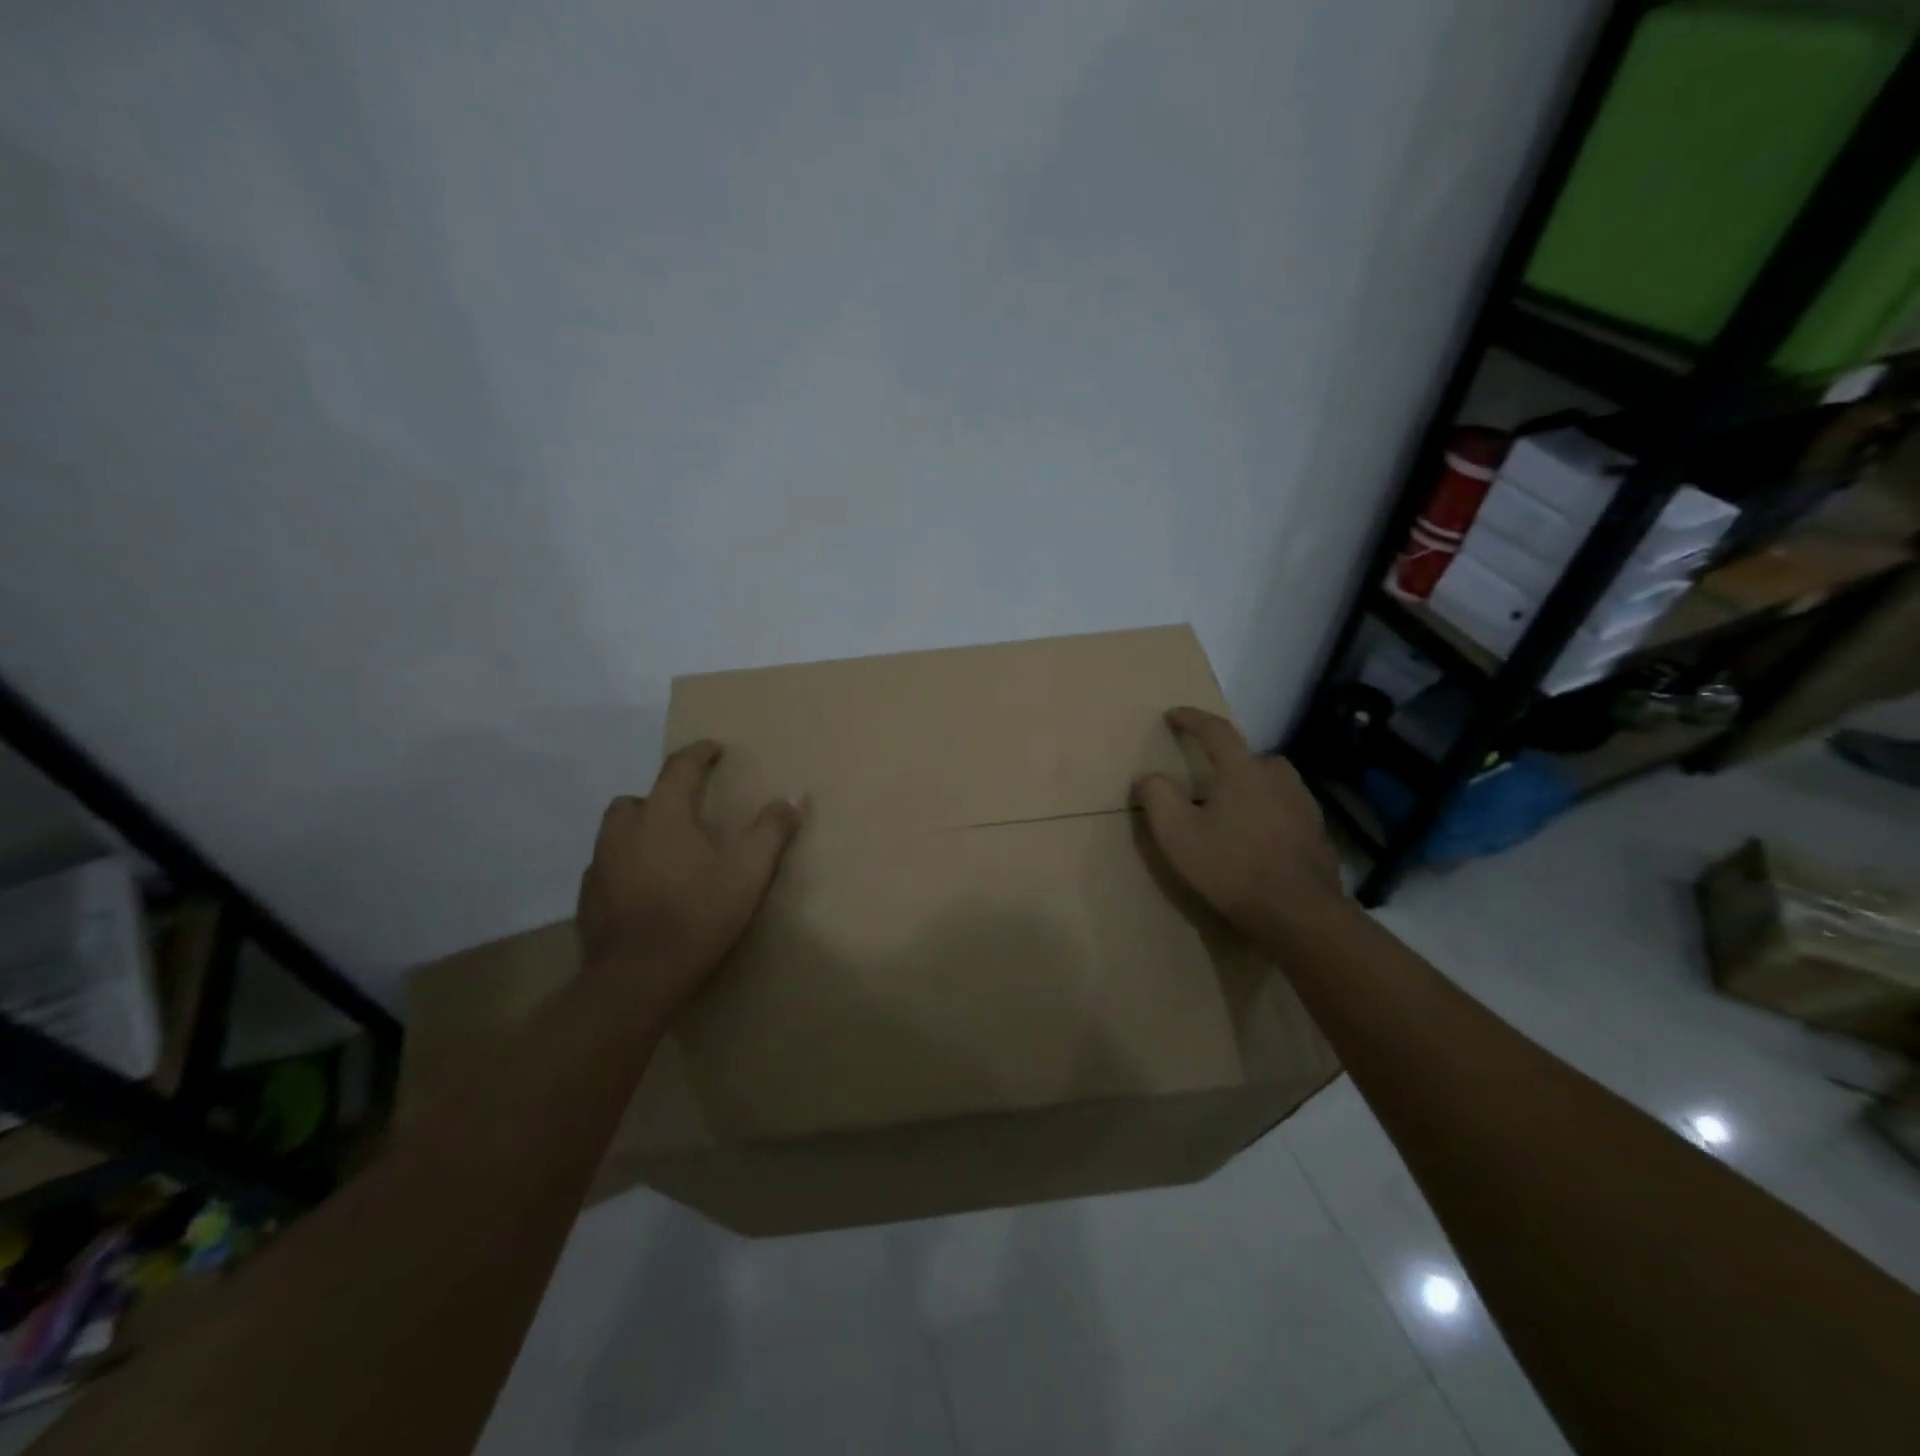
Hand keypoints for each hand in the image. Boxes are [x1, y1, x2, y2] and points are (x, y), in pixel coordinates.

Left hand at [577, 740, 802, 1009]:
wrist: (638, 976)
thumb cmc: (698, 914)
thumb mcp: (748, 872)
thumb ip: (772, 831)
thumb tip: (795, 797)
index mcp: (662, 815)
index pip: (679, 767)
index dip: (699, 753)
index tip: (714, 749)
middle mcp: (624, 831)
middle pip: (637, 798)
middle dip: (660, 797)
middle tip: (686, 812)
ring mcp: (600, 865)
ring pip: (616, 833)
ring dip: (639, 832)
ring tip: (665, 851)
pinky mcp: (588, 898)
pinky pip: (607, 868)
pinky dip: (625, 867)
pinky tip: (644, 888)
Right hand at [1132, 707, 1344, 940]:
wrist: (1299, 914)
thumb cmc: (1231, 868)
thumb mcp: (1177, 834)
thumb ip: (1157, 797)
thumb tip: (1148, 776)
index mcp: (1242, 771)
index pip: (1216, 731)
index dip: (1192, 719)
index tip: (1173, 714)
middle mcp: (1278, 778)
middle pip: (1250, 757)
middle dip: (1228, 761)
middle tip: (1207, 781)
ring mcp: (1304, 807)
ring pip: (1274, 784)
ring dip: (1253, 789)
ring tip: (1234, 813)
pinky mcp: (1318, 836)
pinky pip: (1288, 812)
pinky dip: (1271, 816)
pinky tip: (1260, 842)